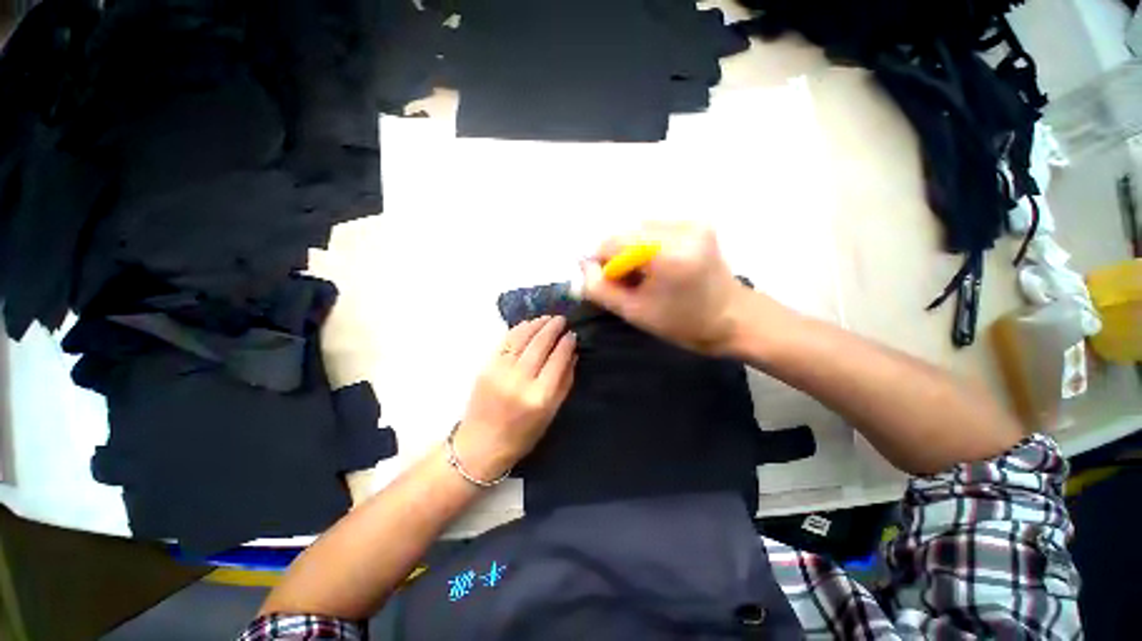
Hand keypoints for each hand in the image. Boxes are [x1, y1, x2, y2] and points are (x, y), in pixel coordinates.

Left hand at [453, 316, 576, 480]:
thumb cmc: (522, 435)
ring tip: (547, 318)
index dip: (566, 343)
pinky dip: (519, 329)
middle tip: (562, 319)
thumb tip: (573, 354)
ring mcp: (500, 371)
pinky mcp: (486, 367)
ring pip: (522, 338)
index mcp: (539, 396)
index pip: (557, 360)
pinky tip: (528, 324)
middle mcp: (520, 380)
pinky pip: (506, 341)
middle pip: (540, 344)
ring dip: (536, 324)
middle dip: (553, 328)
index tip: (572, 334)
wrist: (480, 445)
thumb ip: (564, 382)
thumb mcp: (550, 414)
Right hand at [581, 222, 748, 355]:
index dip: (602, 262)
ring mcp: (693, 222)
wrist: (733, 318)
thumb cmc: (682, 323)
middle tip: (627, 282)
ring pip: (639, 229)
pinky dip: (647, 245)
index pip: (613, 243)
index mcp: (667, 254)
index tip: (608, 283)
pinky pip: (656, 228)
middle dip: (617, 256)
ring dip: (631, 249)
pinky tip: (657, 265)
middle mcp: (681, 228)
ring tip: (644, 275)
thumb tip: (581, 268)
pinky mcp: (698, 223)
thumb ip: (600, 290)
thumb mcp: (634, 312)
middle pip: (626, 233)